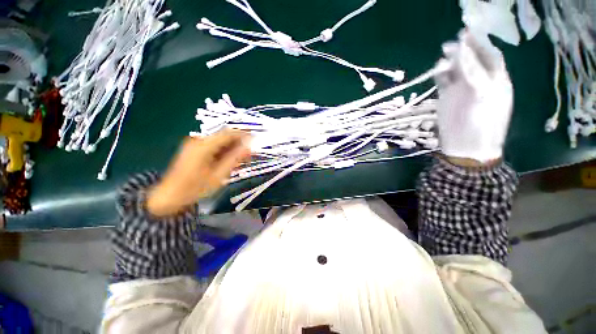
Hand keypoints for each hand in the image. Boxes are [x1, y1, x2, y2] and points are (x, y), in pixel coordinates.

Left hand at [147, 130, 250, 216]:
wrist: (170, 195)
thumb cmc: (195, 188)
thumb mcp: (219, 175)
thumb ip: (235, 159)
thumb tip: (249, 147)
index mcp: (204, 146)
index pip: (228, 133)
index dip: (244, 134)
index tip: (256, 140)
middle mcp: (198, 140)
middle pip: (224, 136)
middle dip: (239, 142)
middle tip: (250, 153)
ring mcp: (195, 144)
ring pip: (220, 141)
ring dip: (233, 147)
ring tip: (242, 159)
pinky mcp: (195, 149)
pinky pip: (214, 146)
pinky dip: (224, 151)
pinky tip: (230, 160)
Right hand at [435, 30, 512, 163]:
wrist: (465, 146)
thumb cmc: (481, 124)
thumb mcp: (483, 95)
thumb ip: (474, 72)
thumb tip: (463, 51)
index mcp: (496, 80)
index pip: (490, 56)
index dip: (480, 44)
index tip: (468, 33)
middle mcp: (480, 81)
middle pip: (473, 60)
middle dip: (464, 50)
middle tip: (450, 44)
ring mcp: (462, 90)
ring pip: (457, 69)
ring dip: (450, 62)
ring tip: (442, 58)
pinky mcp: (448, 97)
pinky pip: (444, 81)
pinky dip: (440, 74)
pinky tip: (437, 71)